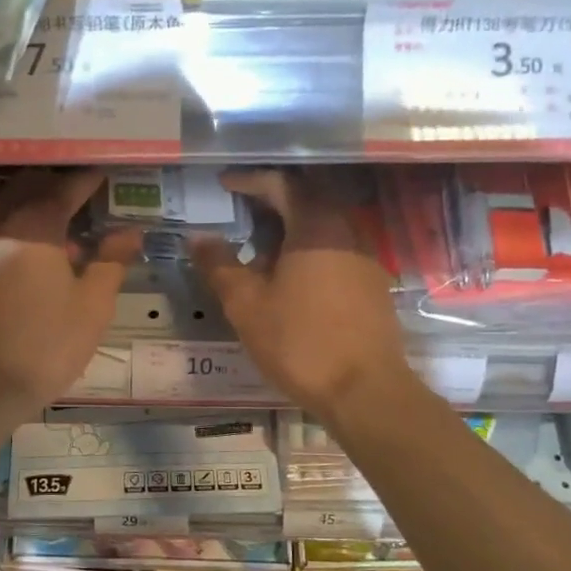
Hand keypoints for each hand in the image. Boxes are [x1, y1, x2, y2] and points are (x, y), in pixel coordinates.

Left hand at [0, 170, 139, 412]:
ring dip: (27, 211)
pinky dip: (6, 238)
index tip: (103, 174)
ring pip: (0, 212)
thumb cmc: (45, 345)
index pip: (65, 186)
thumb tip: (130, 232)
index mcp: (34, 225)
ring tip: (53, 233)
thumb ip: (111, 262)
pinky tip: (19, 265)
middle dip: (54, 186)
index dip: (87, 179)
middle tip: (79, 197)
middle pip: (25, 189)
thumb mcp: (92, 307)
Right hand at [192, 169, 413, 421]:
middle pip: (307, 199)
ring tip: (259, 250)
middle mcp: (346, 231)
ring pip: (323, 226)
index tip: (224, 185)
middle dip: (271, 201)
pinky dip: (308, 250)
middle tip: (240, 212)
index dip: (249, 180)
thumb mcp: (246, 304)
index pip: (281, 184)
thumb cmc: (299, 342)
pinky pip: (336, 250)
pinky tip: (290, 279)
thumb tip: (199, 238)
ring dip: (290, 228)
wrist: (365, 390)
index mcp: (315, 226)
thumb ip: (220, 265)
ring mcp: (364, 258)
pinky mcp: (372, 285)